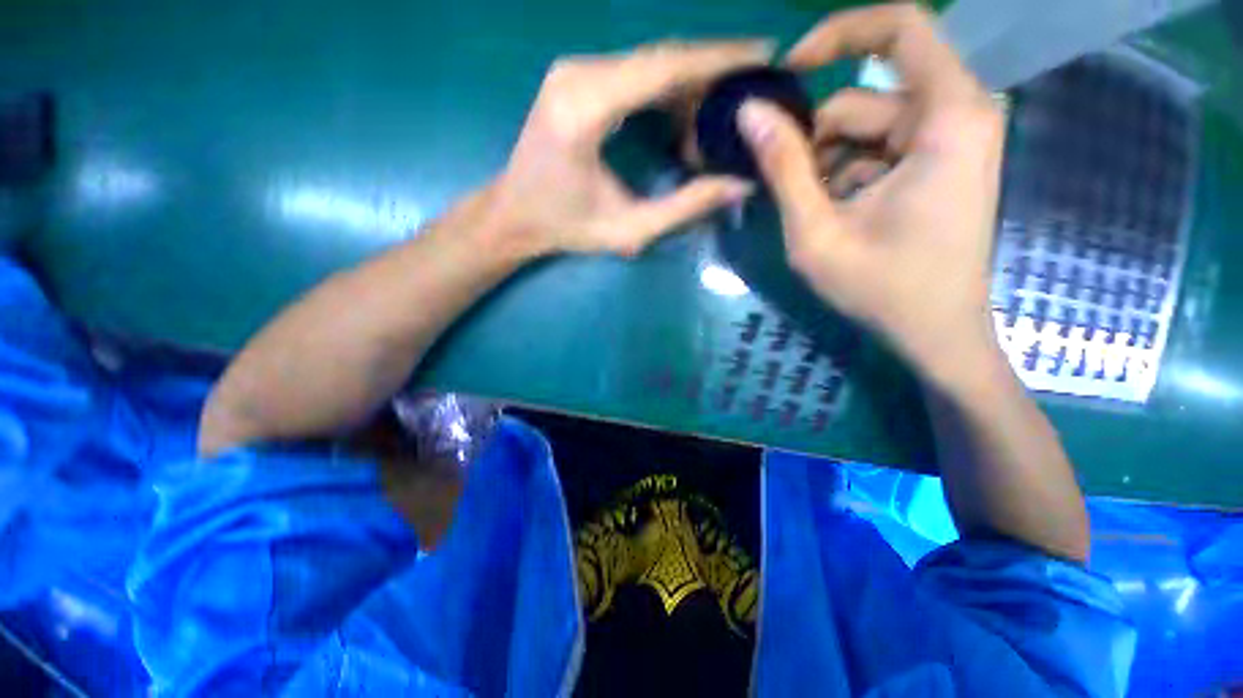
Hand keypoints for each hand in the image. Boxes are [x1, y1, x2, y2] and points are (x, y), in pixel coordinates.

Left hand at [492, 40, 771, 257]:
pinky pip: (633, 70)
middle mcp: (577, 75)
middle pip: (660, 57)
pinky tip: (682, 117)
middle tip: (746, 99)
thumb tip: (740, 184)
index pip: (663, 67)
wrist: (515, 213)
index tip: (765, 55)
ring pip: (649, 61)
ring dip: (688, 86)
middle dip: (710, 74)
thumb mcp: (628, 230)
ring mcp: (573, 70)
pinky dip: (665, 89)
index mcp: (584, 111)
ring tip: (713, 123)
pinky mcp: (574, 76)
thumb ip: (684, 208)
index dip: (718, 59)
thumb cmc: (566, 227)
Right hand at [737, 5, 1005, 386]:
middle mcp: (958, 115)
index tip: (786, 73)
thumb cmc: (882, 289)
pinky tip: (837, 218)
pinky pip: (878, 151)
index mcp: (947, 117)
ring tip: (815, 218)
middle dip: (816, 143)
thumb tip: (749, 113)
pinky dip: (846, 177)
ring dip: (826, 168)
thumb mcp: (817, 231)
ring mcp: (950, 142)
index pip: (898, 27)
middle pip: (865, 99)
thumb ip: (784, 168)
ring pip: (866, 130)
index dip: (836, 35)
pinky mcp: (939, 166)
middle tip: (789, 194)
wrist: (936, 334)